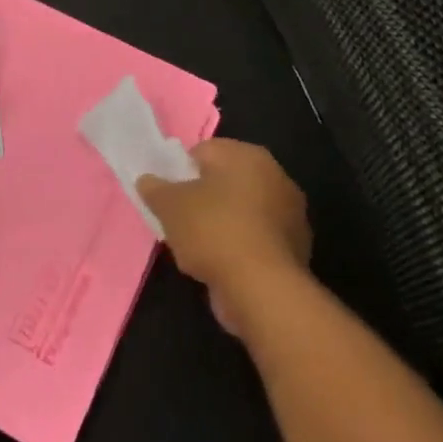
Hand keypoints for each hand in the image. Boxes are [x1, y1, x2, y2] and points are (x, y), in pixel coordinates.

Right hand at [140, 140, 310, 334]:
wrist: (263, 290)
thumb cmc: (214, 231)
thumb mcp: (169, 205)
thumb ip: (155, 188)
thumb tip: (148, 180)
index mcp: (248, 155)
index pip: (203, 151)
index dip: (179, 171)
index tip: (166, 195)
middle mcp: (276, 176)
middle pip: (224, 181)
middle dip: (201, 198)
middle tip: (178, 219)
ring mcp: (290, 214)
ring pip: (240, 211)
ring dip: (220, 224)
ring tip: (196, 247)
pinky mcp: (294, 249)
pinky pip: (254, 238)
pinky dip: (238, 247)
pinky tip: (220, 265)